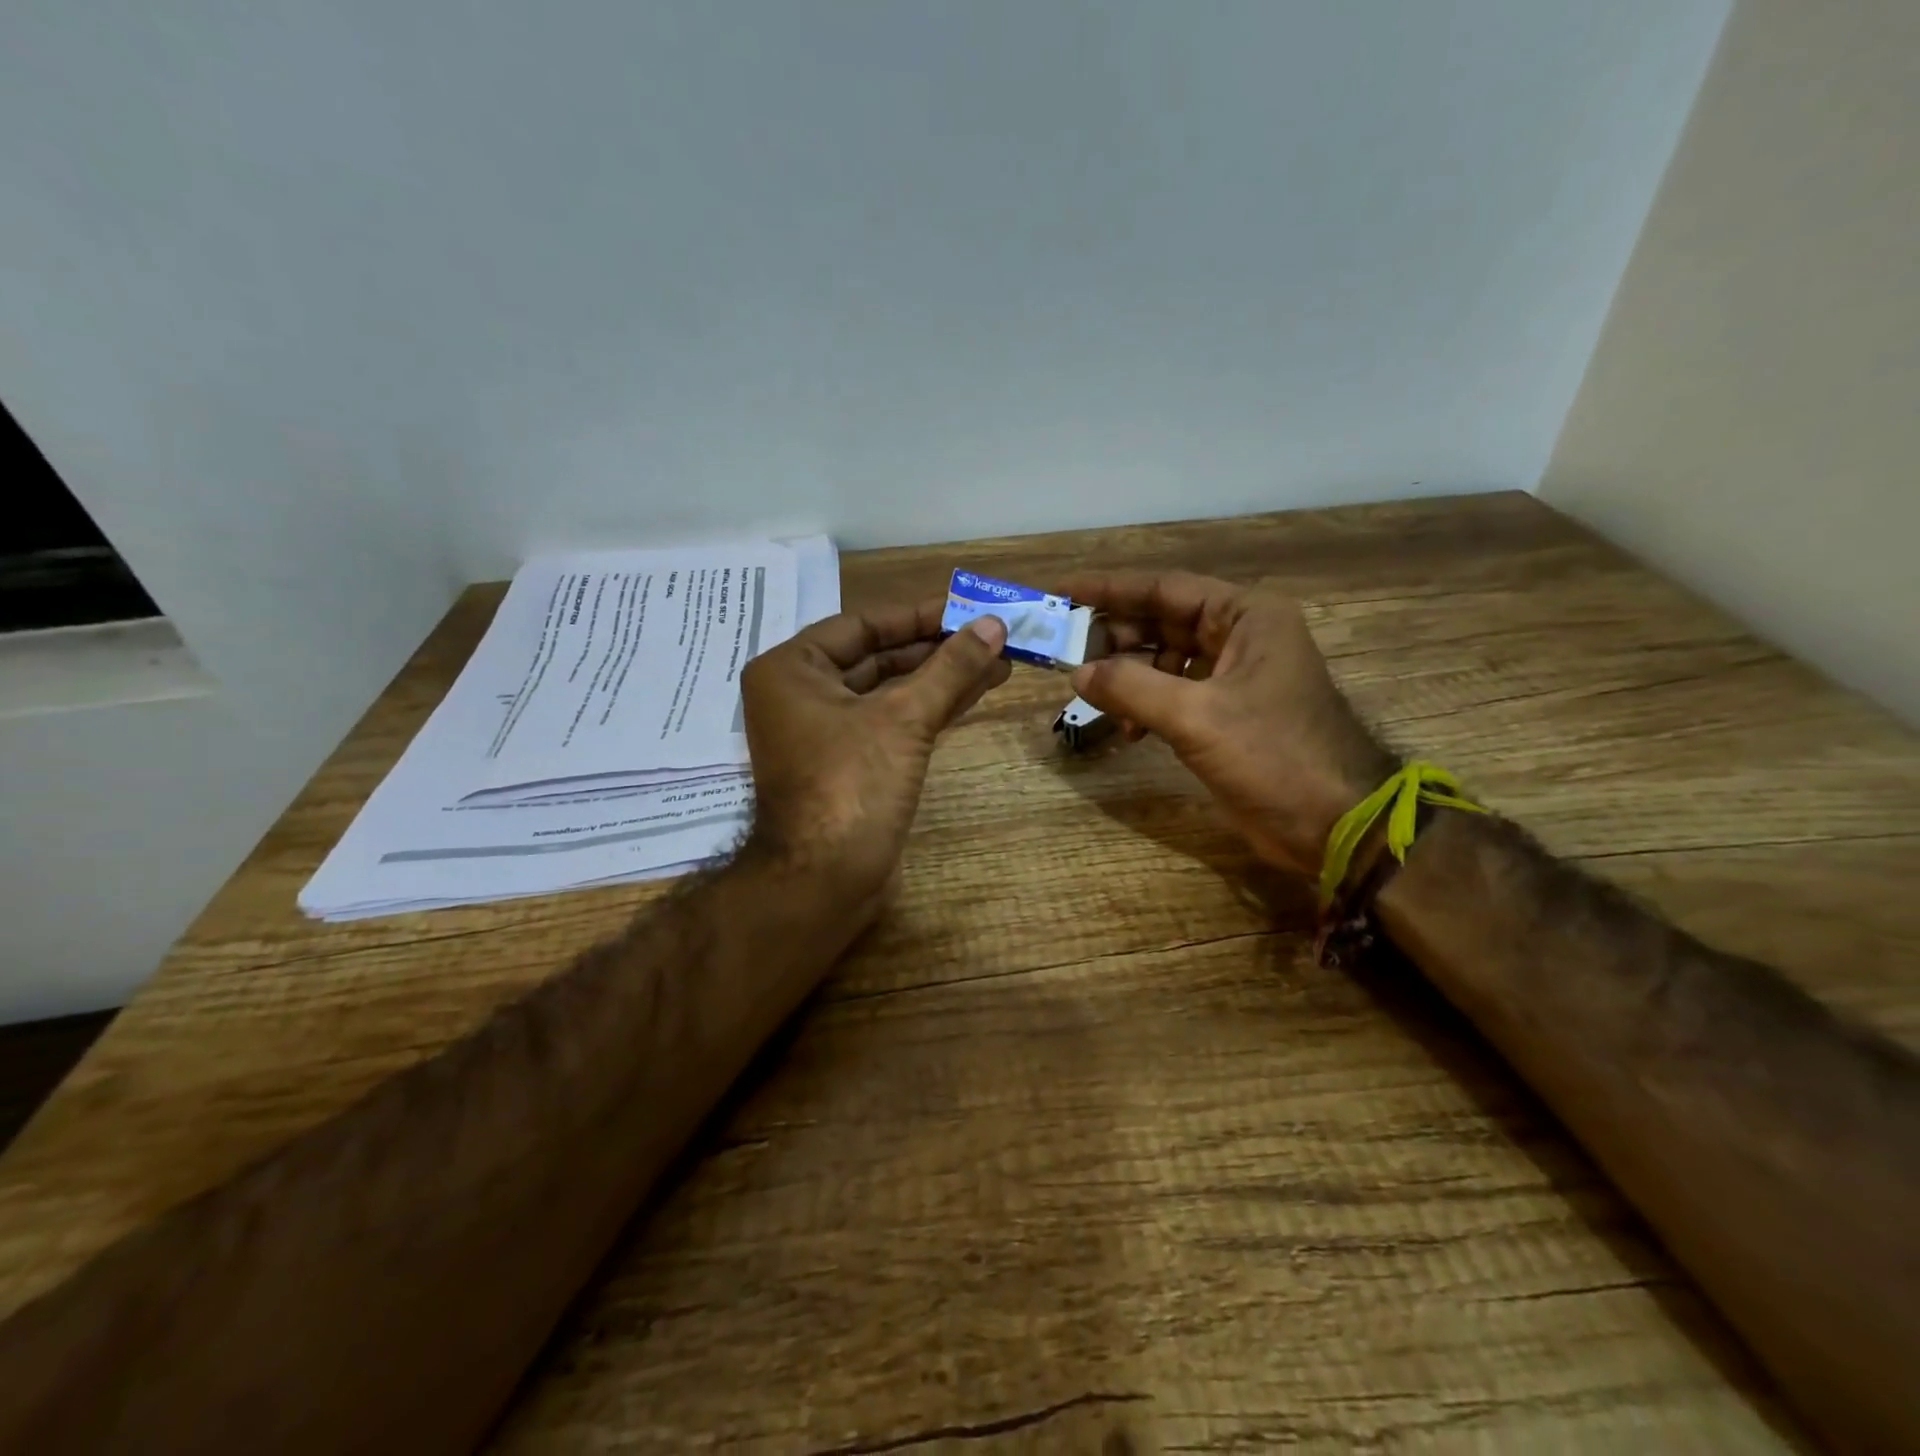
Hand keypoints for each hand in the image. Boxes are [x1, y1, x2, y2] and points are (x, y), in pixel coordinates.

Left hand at [740, 602, 1010, 919]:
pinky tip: (973, 694)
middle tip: (991, 635)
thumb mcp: (904, 718)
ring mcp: (824, 733)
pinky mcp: (847, 764)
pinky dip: (929, 709)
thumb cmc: (852, 786)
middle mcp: (800, 694)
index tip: (968, 608)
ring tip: (998, 662)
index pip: (863, 625)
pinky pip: (890, 722)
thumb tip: (994, 625)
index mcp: (792, 669)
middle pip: (877, 657)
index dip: (919, 615)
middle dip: (937, 649)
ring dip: (941, 678)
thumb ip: (950, 668)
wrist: (823, 882)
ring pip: (889, 692)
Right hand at [1061, 572, 1395, 879]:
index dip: (1111, 589)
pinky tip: (1129, 730)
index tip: (1063, 592)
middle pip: (1163, 622)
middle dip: (1116, 638)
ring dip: (1128, 676)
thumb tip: (1078, 672)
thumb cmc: (1273, 756)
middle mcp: (1241, 636)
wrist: (1332, 823)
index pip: (1166, 588)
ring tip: (1095, 697)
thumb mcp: (1196, 717)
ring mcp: (1235, 675)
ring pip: (1165, 659)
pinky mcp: (1227, 711)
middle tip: (1070, 654)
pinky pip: (1174, 693)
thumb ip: (1131, 688)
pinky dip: (1147, 705)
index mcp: (1246, 616)